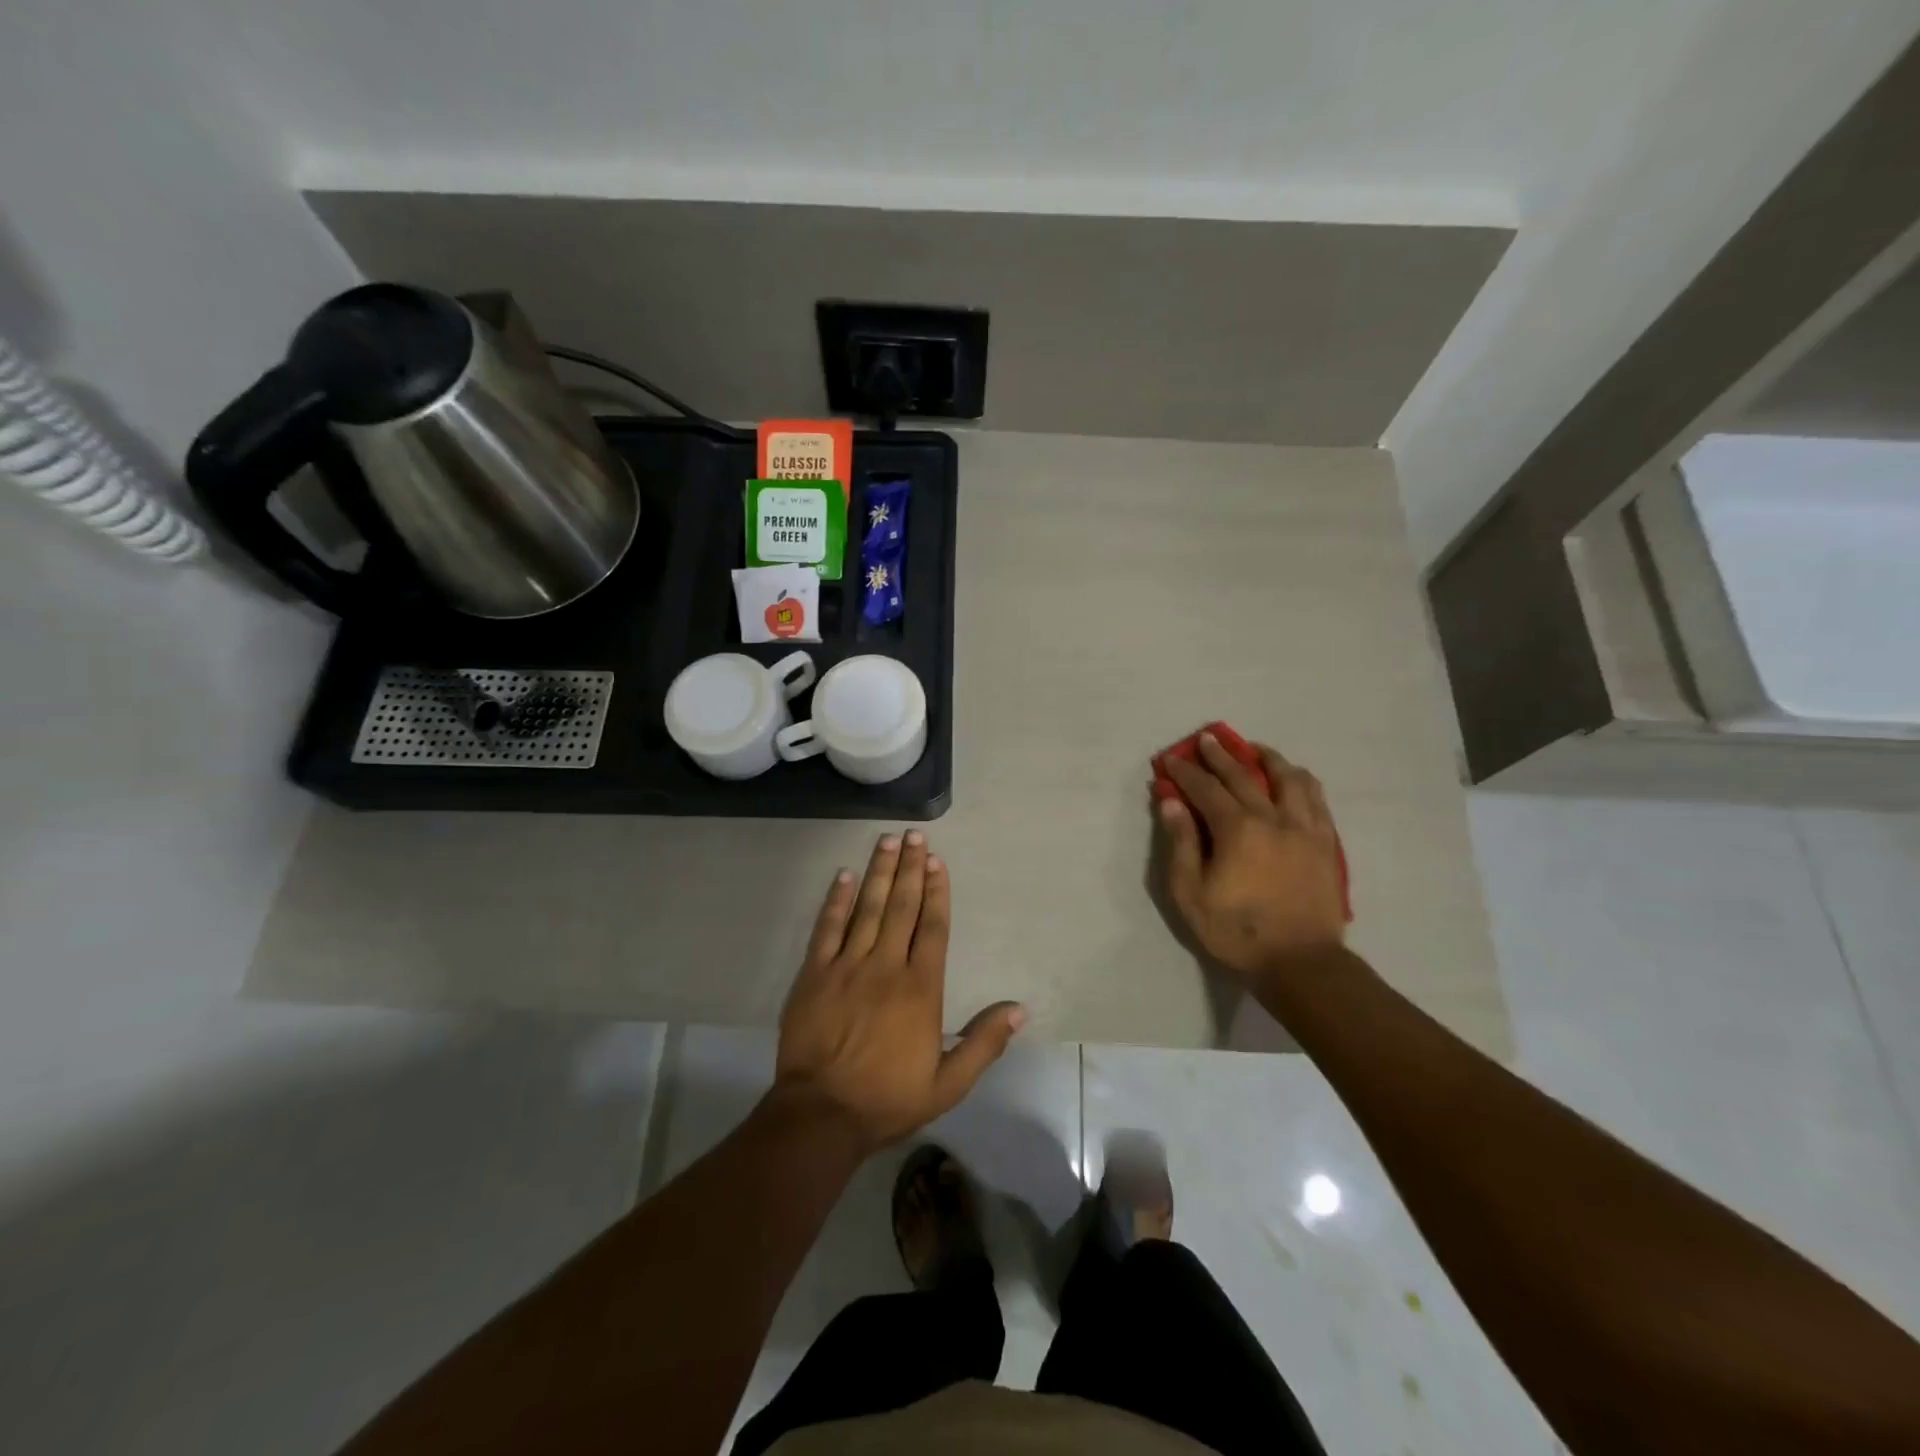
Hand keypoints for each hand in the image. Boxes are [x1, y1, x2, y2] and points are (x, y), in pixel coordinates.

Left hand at [773, 832, 1025, 1153]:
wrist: (821, 1116)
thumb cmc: (888, 1099)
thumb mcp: (948, 1083)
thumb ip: (984, 1043)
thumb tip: (1020, 1009)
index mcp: (921, 989)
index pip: (932, 928)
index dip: (936, 892)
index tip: (937, 862)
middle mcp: (886, 967)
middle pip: (901, 907)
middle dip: (909, 869)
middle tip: (914, 836)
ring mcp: (847, 967)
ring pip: (867, 909)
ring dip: (879, 872)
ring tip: (886, 841)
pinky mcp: (814, 975)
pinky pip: (827, 929)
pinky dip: (836, 901)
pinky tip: (844, 876)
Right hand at [1157, 735, 1347, 987]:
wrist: (1301, 963)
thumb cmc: (1237, 931)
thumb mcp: (1191, 894)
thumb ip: (1181, 844)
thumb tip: (1171, 803)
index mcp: (1237, 829)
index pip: (1206, 788)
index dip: (1185, 771)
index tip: (1170, 758)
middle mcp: (1273, 818)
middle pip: (1244, 775)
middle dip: (1221, 754)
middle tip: (1207, 738)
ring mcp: (1305, 829)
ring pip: (1289, 779)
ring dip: (1268, 758)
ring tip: (1256, 750)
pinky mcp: (1326, 843)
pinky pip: (1317, 799)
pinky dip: (1301, 781)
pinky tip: (1294, 778)